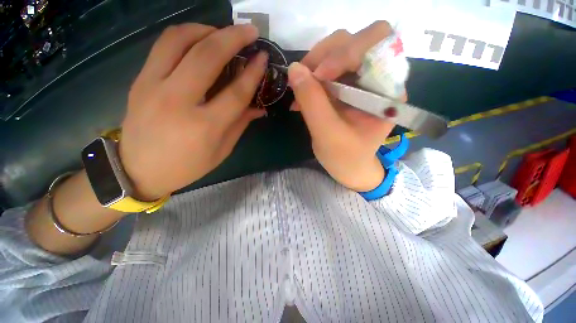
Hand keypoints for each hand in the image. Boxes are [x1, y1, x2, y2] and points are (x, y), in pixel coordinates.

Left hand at [119, 23, 266, 200]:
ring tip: (223, 32)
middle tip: (250, 31)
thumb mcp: (221, 151)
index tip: (263, 58)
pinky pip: (163, 46)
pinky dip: (185, 35)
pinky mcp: (140, 80)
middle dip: (233, 37)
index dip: (253, 73)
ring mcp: (153, 86)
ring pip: (180, 40)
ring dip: (207, 29)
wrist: (138, 170)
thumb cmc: (187, 166)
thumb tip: (258, 107)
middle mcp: (178, 101)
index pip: (236, 92)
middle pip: (208, 57)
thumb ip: (240, 125)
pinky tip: (199, 39)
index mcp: (205, 127)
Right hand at [289, 21, 404, 191]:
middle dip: (323, 56)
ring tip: (299, 90)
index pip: (377, 41)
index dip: (346, 51)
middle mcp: (378, 77)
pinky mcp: (346, 86)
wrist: (349, 167)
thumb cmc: (345, 157)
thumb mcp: (327, 134)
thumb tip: (294, 69)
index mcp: (387, 90)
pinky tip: (301, 94)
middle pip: (353, 40)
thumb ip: (312, 102)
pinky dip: (311, 77)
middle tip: (302, 79)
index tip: (319, 76)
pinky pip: (327, 67)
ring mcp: (360, 80)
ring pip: (336, 51)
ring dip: (313, 67)